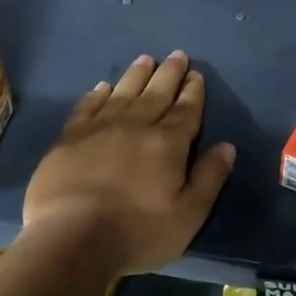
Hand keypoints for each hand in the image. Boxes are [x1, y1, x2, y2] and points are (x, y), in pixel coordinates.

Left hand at [23, 52, 235, 275]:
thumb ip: (209, 177)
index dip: (193, 92)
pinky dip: (97, 94)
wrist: (71, 240)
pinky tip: (102, 87)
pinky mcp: (68, 140)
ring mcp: (99, 130)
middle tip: (177, 55)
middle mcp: (135, 126)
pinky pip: (87, 107)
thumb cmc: (138, 232)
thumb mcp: (189, 214)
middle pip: (156, 94)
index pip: (185, 111)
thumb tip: (227, 146)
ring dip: (136, 75)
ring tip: (145, 59)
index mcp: (168, 144)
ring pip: (122, 93)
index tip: (196, 75)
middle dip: (169, 74)